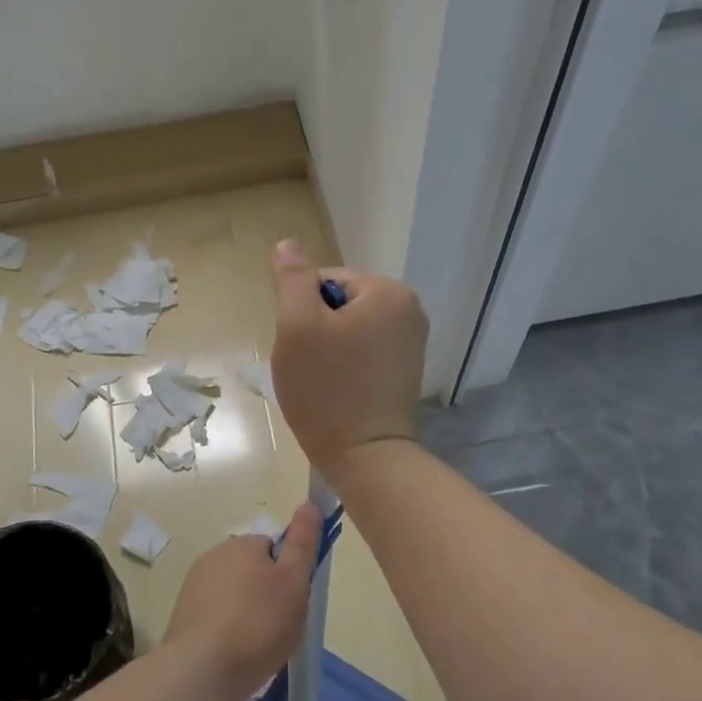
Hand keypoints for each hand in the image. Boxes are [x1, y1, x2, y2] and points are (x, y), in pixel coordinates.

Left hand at [163, 503, 320, 700]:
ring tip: (256, 645)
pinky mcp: (183, 614)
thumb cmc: (258, 624)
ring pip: (233, 593)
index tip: (293, 600)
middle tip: (279, 625)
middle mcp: (215, 556)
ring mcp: (194, 585)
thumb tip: (309, 504)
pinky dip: (226, 629)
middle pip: (252, 570)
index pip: (273, 548)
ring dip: (245, 611)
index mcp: (243, 544)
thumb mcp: (294, 582)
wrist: (202, 669)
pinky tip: (233, 653)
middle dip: (266, 593)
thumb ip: (302, 543)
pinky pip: (215, 615)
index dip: (288, 573)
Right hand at [270, 239, 426, 478]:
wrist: (365, 457)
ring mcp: (412, 341)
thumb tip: (288, 243)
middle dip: (316, 330)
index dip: (301, 311)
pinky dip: (346, 364)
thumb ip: (292, 279)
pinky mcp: (406, 369)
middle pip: (338, 303)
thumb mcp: (298, 326)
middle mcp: (410, 309)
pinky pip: (363, 351)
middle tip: (310, 366)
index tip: (303, 347)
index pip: (323, 280)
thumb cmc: (326, 388)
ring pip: (348, 328)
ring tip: (323, 380)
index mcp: (388, 291)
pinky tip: (339, 389)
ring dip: (328, 348)